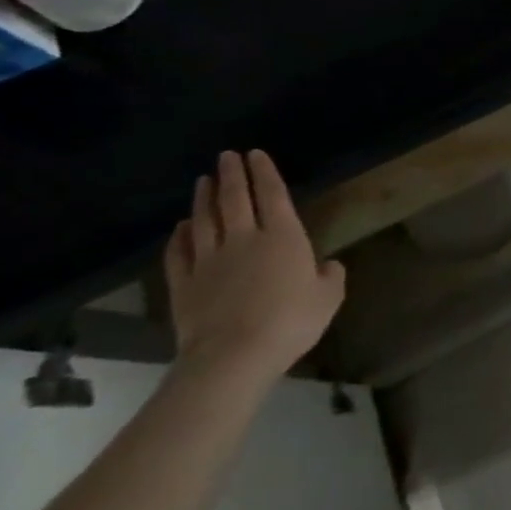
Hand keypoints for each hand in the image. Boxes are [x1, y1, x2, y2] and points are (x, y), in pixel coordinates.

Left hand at [163, 150, 344, 385]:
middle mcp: (244, 240)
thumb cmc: (290, 321)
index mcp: (283, 237)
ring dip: (203, 198)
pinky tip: (181, 228)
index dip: (264, 173)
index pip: (273, 195)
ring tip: (203, 180)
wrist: (233, 355)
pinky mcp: (184, 284)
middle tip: (227, 156)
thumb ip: (331, 276)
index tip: (256, 154)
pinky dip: (180, 236)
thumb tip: (328, 265)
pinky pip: (179, 253)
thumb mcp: (328, 298)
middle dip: (232, 175)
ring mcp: (209, 261)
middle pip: (234, 200)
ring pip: (204, 220)